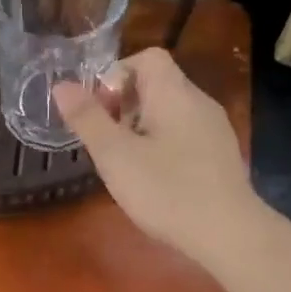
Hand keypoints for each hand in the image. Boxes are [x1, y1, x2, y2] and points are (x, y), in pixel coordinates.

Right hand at [54, 48, 256, 266]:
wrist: (228, 233)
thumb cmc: (166, 190)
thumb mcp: (115, 155)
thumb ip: (87, 118)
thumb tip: (62, 85)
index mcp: (174, 93)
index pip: (147, 57)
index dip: (116, 74)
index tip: (99, 109)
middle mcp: (199, 102)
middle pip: (158, 84)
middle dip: (124, 105)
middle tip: (105, 140)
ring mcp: (215, 129)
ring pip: (170, 112)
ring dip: (142, 128)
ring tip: (124, 162)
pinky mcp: (221, 156)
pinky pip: (185, 135)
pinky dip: (163, 146)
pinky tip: (154, 180)